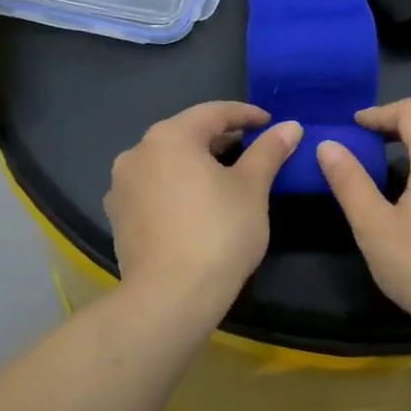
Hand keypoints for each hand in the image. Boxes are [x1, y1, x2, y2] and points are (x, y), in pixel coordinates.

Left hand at [105, 103, 300, 321]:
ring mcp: (122, 186)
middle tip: (253, 148)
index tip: (270, 122)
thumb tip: (291, 126)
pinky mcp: (119, 216)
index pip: (214, 113)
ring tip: (228, 176)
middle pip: (187, 134)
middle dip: (221, 138)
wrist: (170, 297)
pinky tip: (198, 203)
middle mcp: (138, 153)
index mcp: (169, 137)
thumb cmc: (218, 232)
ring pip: (168, 161)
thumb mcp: (253, 188)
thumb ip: (270, 151)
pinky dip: (178, 185)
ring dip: (198, 162)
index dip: (246, 115)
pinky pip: (154, 187)